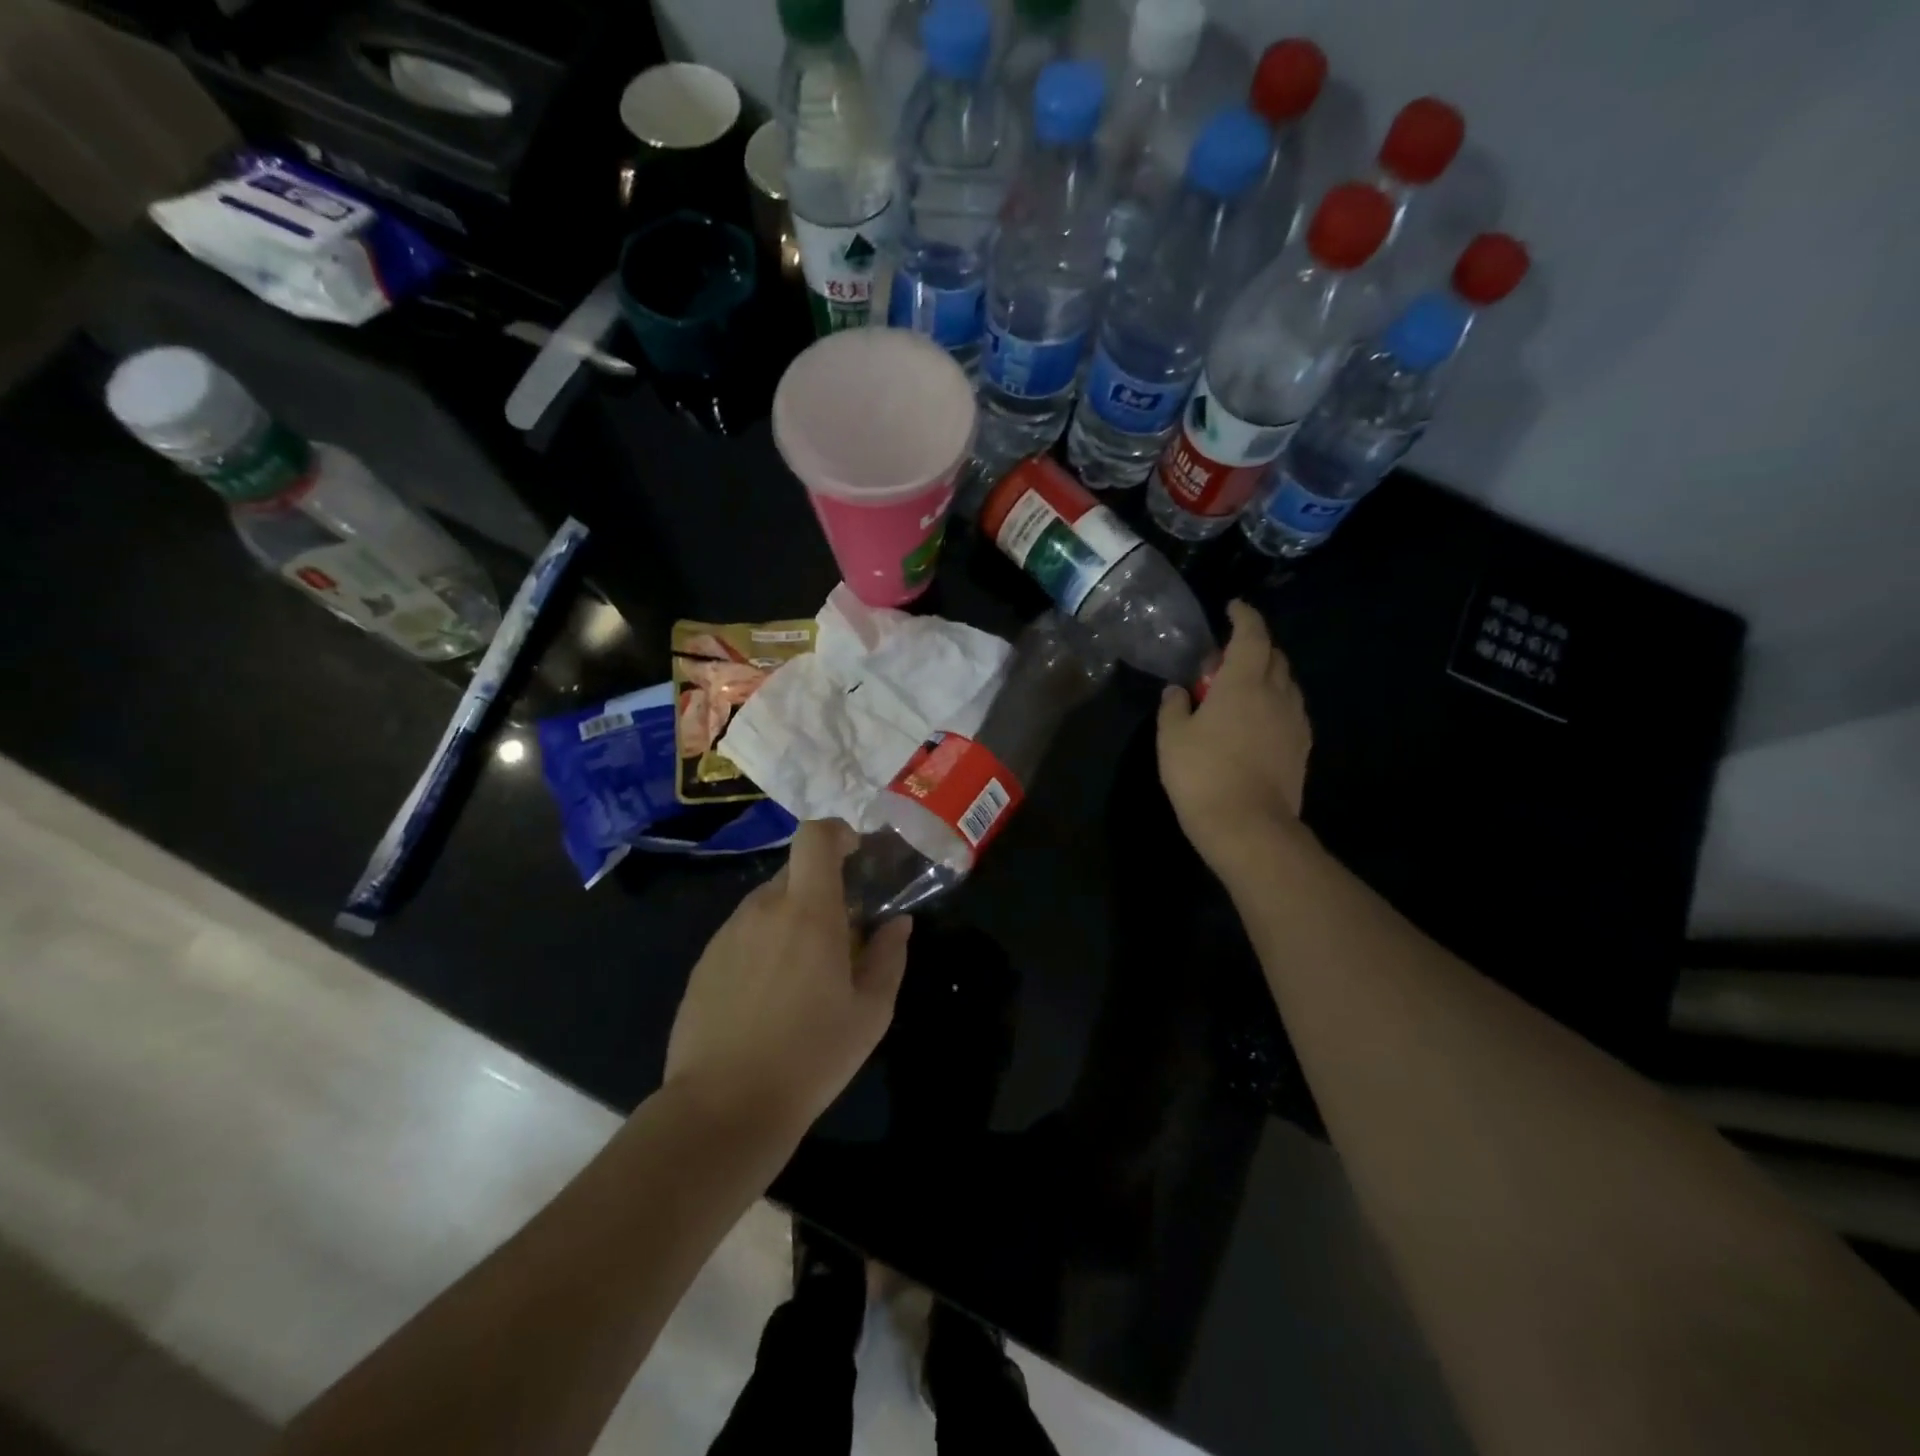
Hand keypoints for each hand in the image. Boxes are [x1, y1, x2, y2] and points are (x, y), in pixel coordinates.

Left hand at [665, 820, 911, 1139]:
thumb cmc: (811, 1056)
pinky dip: (763, 946)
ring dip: (791, 920)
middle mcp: (763, 910)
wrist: (723, 1108)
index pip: (815, 837)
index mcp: (808, 912)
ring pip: (767, 905)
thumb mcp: (870, 1012)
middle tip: (840, 933)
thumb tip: (897, 923)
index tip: (855, 854)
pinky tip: (769, 997)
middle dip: (821, 889)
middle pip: (794, 872)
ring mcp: (727, 935)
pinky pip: (743, 934)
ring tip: (804, 974)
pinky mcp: (704, 962)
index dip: (837, 832)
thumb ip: (889, 957)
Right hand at [1157, 600, 1312, 877]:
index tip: (1232, 608)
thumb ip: (1174, 707)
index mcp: (1244, 683)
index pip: (1251, 635)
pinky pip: (1291, 711)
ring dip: (1267, 676)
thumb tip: (1177, 691)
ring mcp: (1295, 722)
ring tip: (1242, 689)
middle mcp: (1277, 694)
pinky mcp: (1302, 748)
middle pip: (1274, 656)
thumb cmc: (1202, 774)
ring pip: (1286, 684)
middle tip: (1227, 657)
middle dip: (1254, 646)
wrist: (1248, 826)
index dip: (1244, 616)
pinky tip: (1257, 721)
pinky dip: (1275, 703)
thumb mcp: (1171, 738)